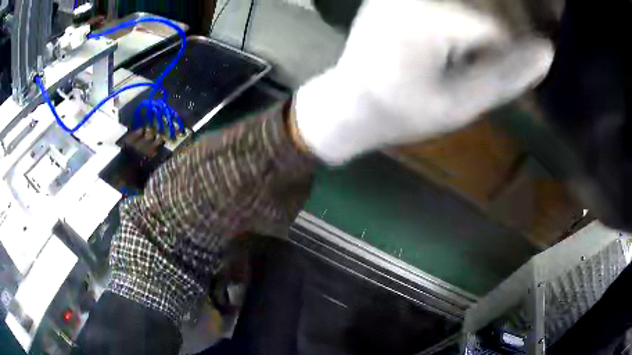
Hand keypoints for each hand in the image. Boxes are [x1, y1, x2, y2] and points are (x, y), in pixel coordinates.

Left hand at [295, 0, 552, 164]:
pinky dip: (464, 19)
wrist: (350, 103)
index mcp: (429, 20)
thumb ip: (506, 76)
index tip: (511, 69)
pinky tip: (453, 44)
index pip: (496, 26)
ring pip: (466, 1)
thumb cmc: (402, 112)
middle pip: (484, 2)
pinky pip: (448, 3)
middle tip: (482, 64)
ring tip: (466, 59)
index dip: (512, 51)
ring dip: (481, 25)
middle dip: (498, 33)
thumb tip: (547, 50)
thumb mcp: (460, 104)